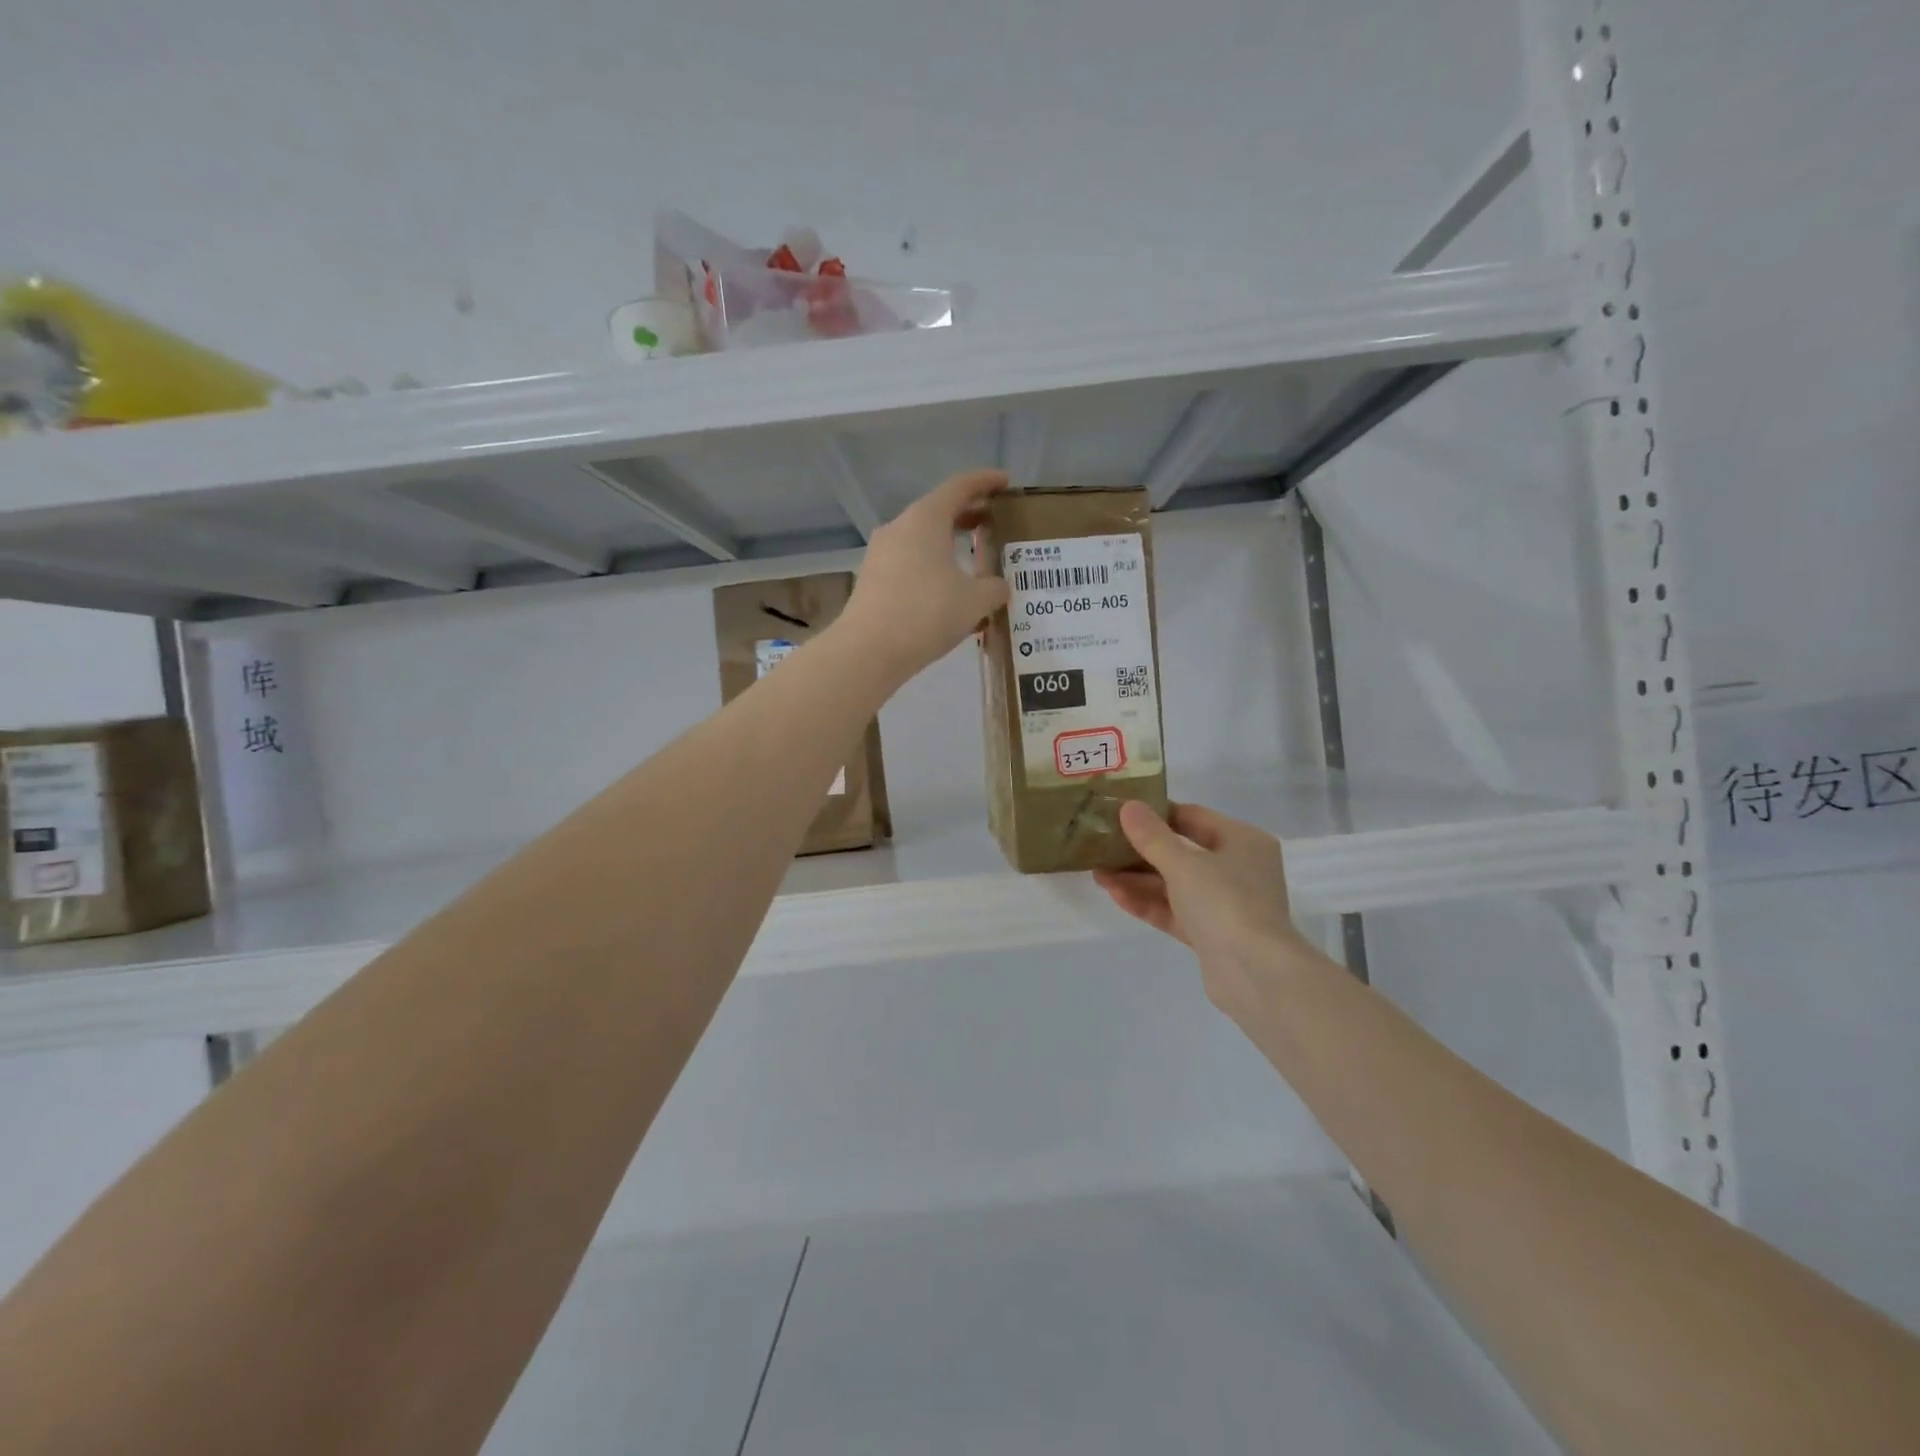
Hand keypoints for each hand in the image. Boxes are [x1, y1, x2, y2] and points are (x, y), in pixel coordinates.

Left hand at [842, 468, 1009, 683]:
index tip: (1005, 482)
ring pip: (921, 539)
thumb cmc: (927, 613)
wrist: (869, 650)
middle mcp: (899, 528)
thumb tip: (999, 587)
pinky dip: (931, 566)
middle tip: (993, 523)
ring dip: (947, 544)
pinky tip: (946, 591)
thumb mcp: (975, 601)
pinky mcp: (872, 579)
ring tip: (972, 560)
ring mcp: (881, 554)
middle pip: (938, 511)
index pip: (959, 486)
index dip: (985, 481)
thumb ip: (994, 589)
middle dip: (967, 514)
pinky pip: (909, 562)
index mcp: (926, 519)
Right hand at [1094, 800, 1320, 1023]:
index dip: (1157, 814)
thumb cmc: (1225, 903)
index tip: (1121, 813)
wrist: (1255, 975)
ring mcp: (1225, 905)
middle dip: (1140, 852)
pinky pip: (1175, 911)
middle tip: (1102, 847)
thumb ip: (1152, 836)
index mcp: (1243, 841)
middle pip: (1182, 852)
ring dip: (1138, 879)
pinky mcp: (1212, 935)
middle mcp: (1238, 869)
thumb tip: (1128, 806)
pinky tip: (1114, 895)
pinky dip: (1148, 903)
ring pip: (1175, 885)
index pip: (1194, 817)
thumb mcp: (1183, 864)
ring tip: (1098, 873)